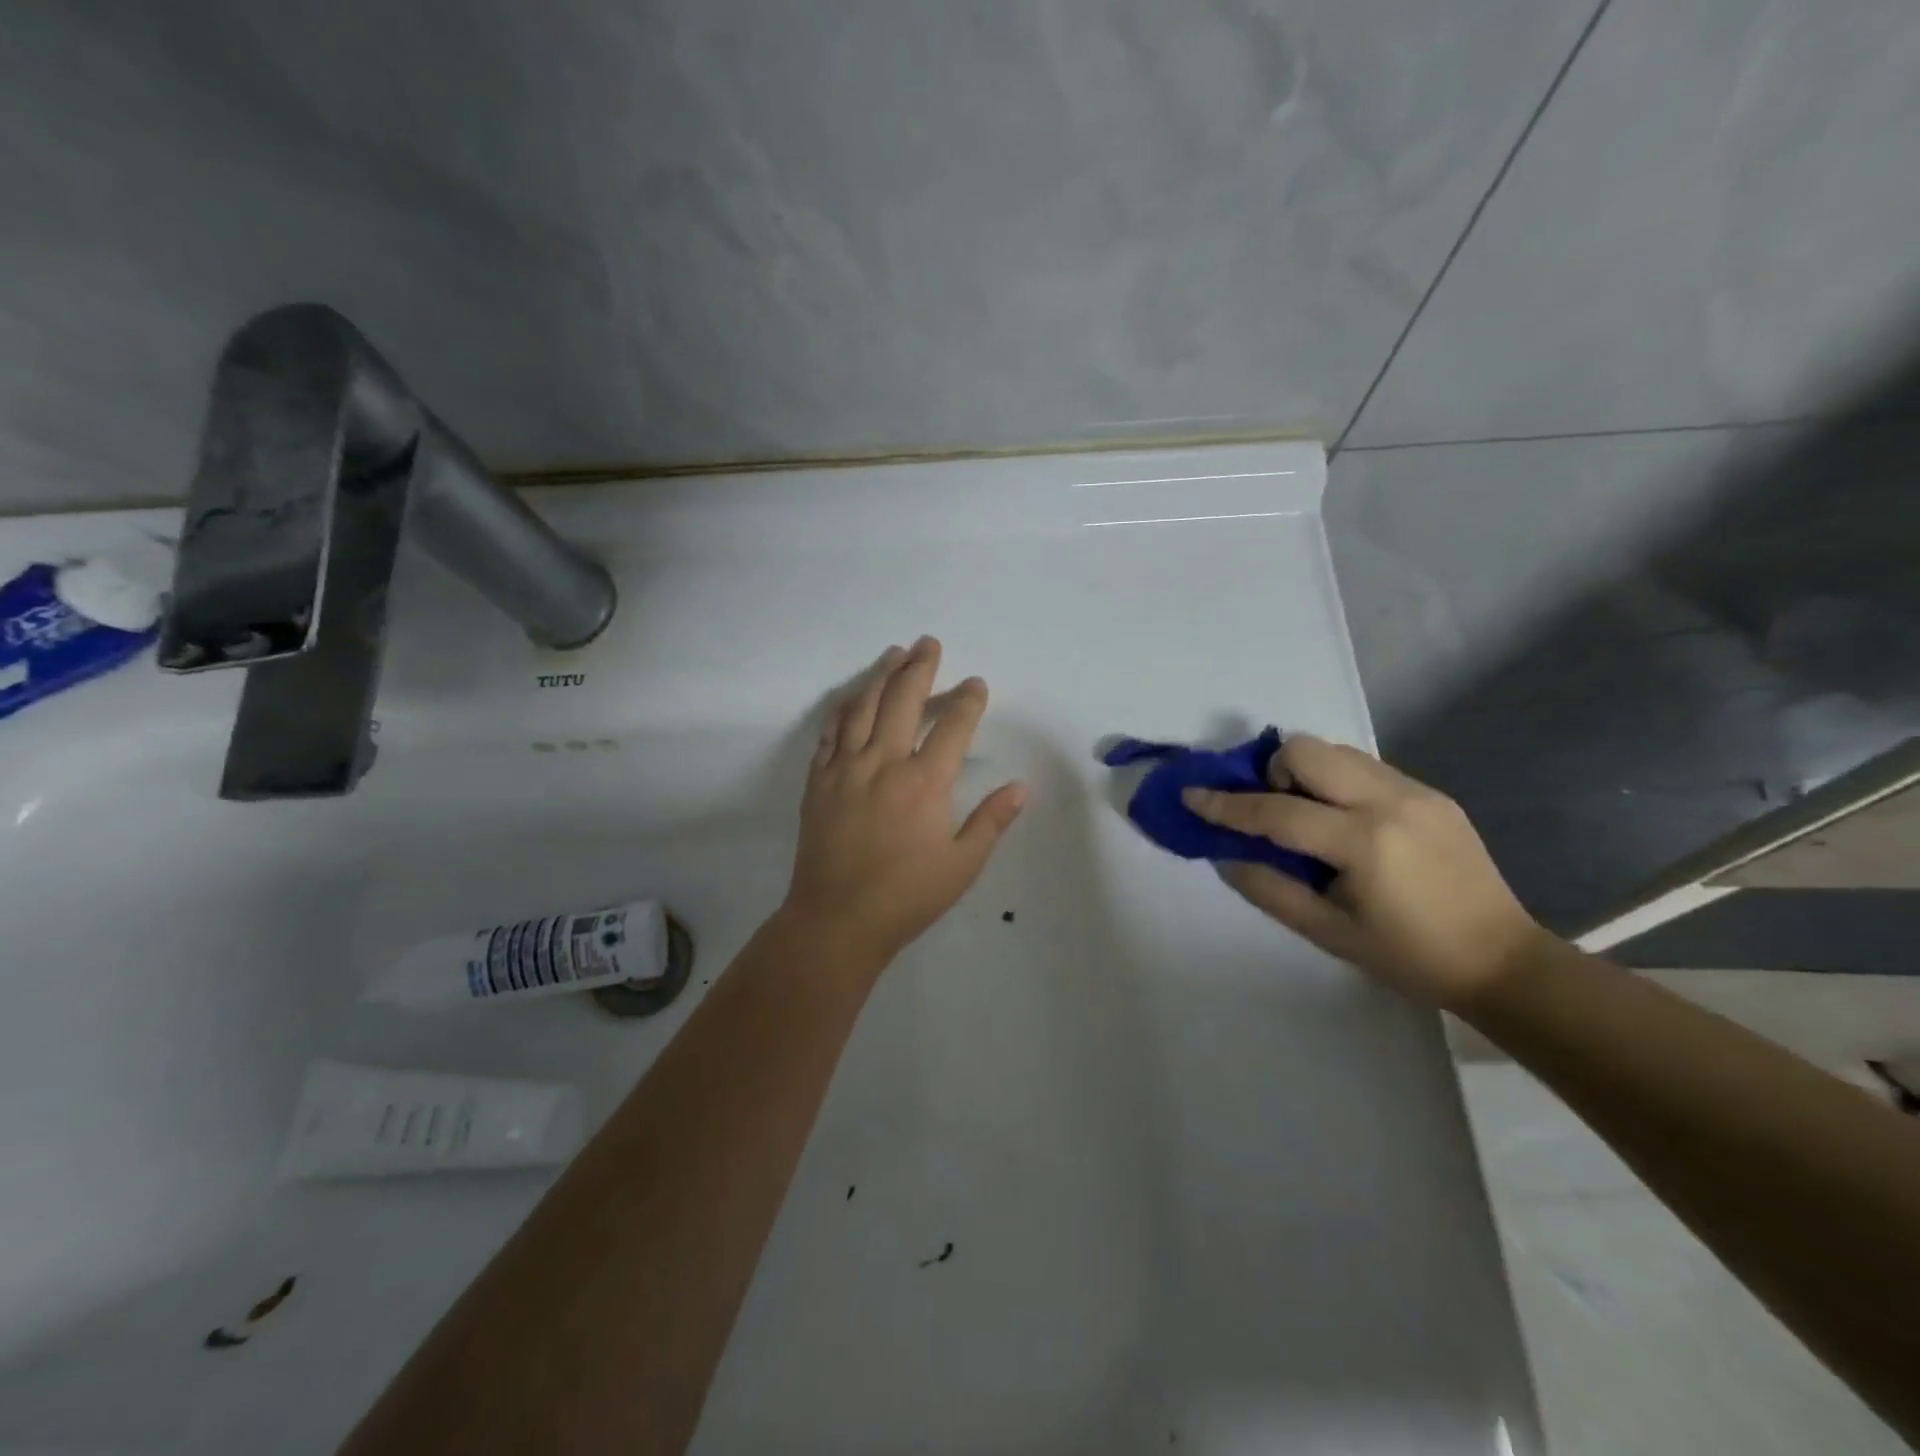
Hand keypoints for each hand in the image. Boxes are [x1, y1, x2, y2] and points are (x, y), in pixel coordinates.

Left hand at [781, 637, 1026, 967]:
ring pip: (864, 706)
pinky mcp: (818, 781)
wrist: (836, 920)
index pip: (953, 726)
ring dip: (881, 675)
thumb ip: (991, 821)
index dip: (968, 700)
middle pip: (904, 700)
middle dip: (921, 667)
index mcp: (925, 783)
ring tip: (894, 654)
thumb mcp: (961, 866)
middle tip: (929, 643)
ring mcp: (845, 768)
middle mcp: (884, 763)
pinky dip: (844, 708)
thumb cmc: (906, 897)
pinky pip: (830, 732)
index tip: (976, 683)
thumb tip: (1020, 787)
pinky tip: (853, 697)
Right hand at [1183, 736, 1544, 1009]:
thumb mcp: (1328, 932)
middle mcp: (1389, 801)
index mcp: (1364, 842)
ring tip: (1309, 816)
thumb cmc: (1409, 957)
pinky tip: (1345, 822)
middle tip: (1271, 809)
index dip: (1226, 804)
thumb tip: (1225, 854)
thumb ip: (1269, 889)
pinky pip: (1365, 767)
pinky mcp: (1431, 793)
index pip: (1276, 810)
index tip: (1191, 794)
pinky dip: (1337, 782)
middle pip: (1306, 749)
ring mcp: (1416, 791)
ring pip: (1336, 750)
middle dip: (1272, 771)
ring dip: (1306, 772)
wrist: (1503, 961)